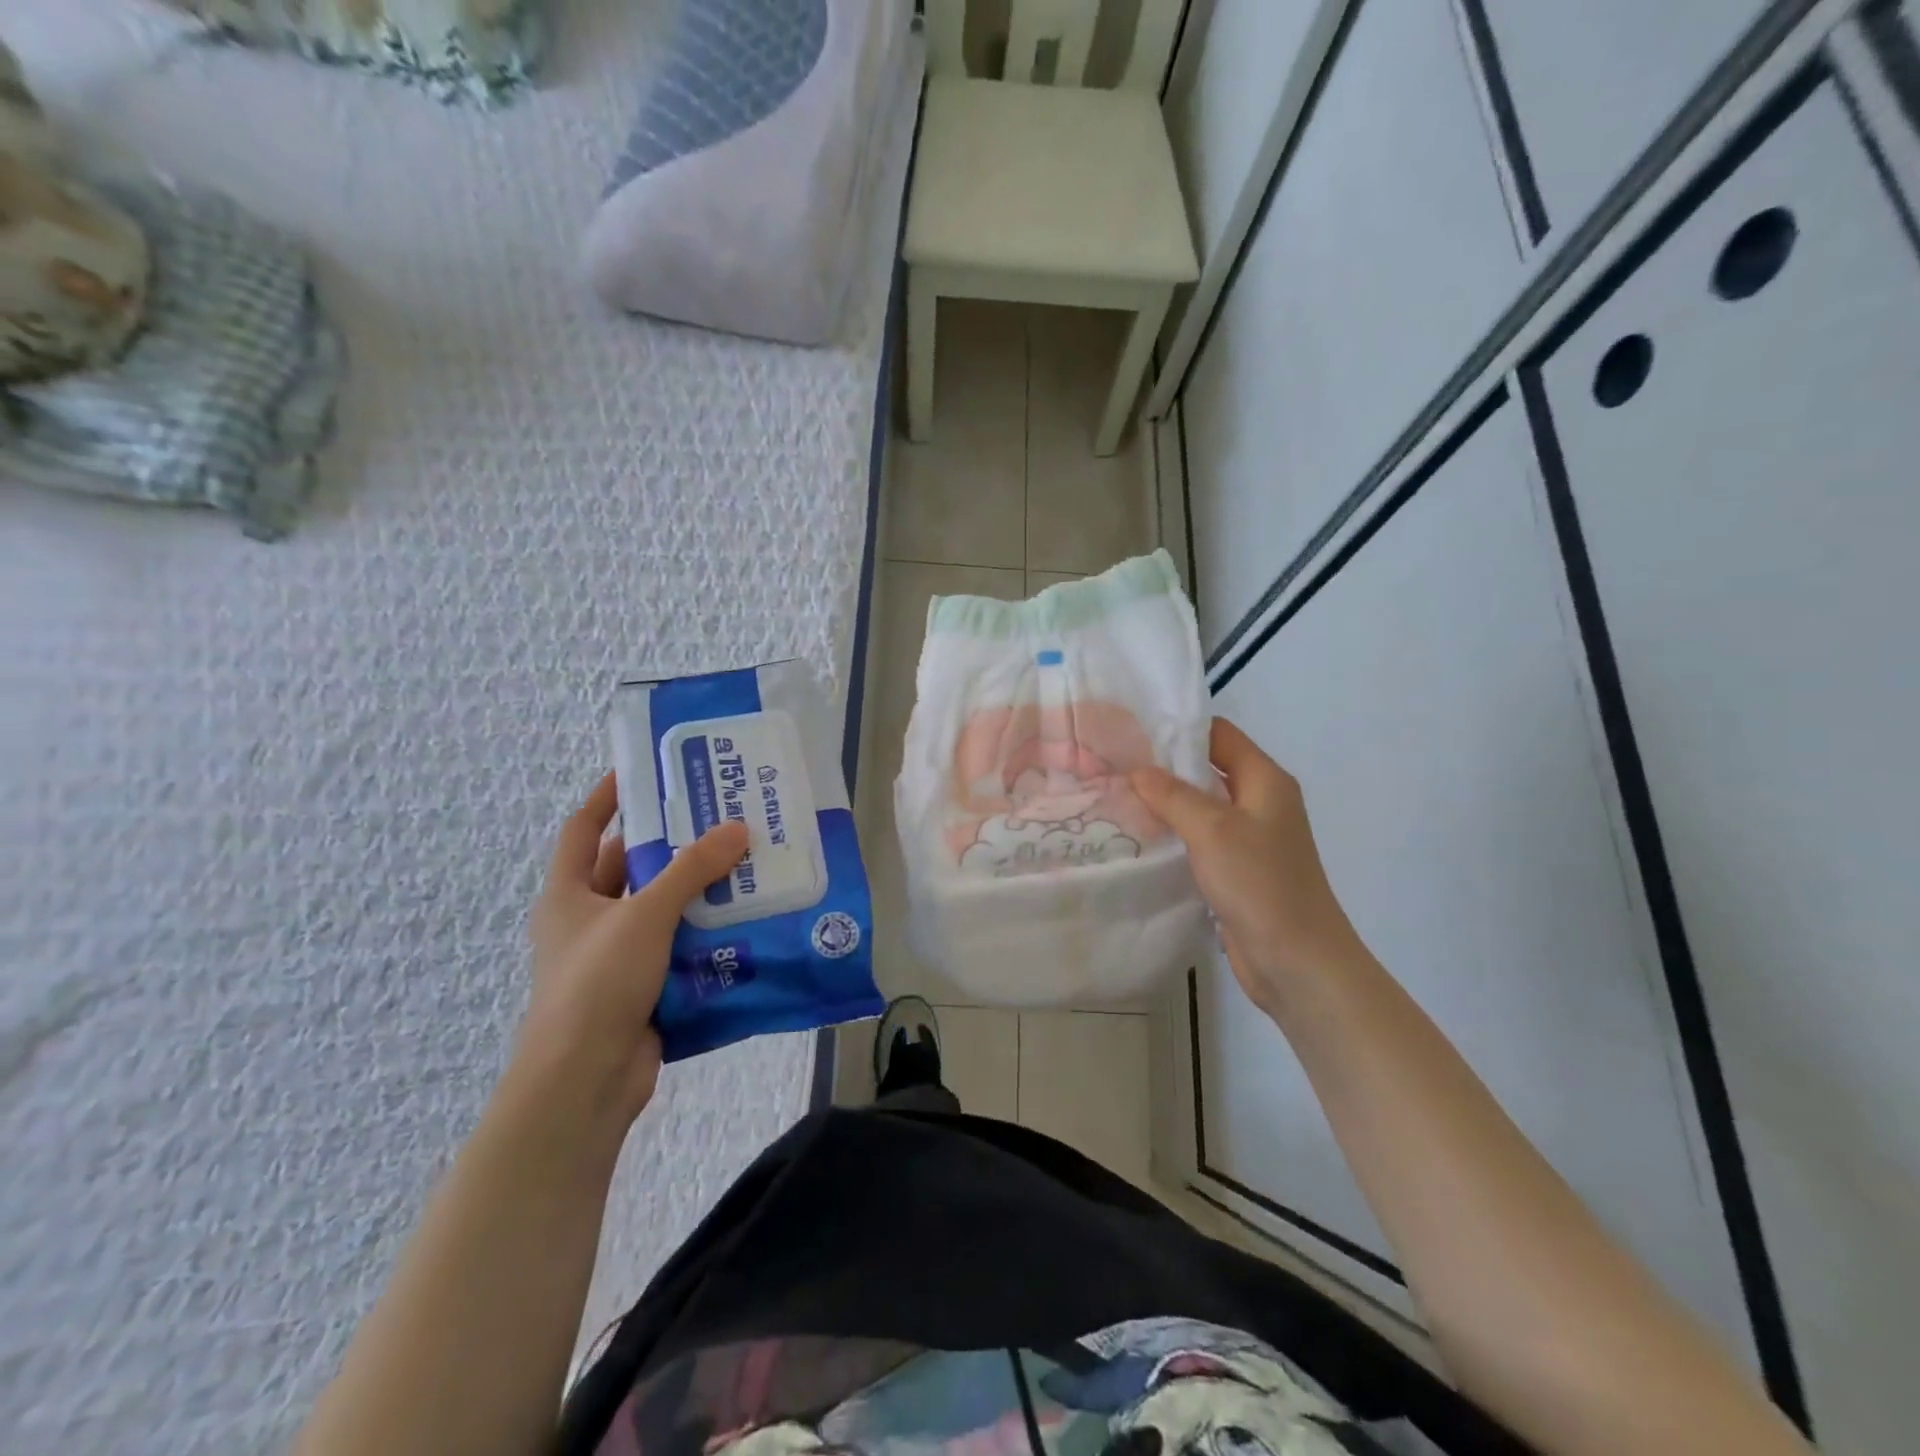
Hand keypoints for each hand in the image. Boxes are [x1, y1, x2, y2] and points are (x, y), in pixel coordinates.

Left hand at [519, 773, 748, 1124]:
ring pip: (659, 909)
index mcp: (568, 894)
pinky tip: (744, 918)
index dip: (608, 797)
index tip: (643, 771)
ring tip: (743, 862)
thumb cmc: (598, 983)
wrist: (584, 1081)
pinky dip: (704, 932)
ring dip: (695, 889)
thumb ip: (691, 870)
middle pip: (629, 867)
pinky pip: (677, 946)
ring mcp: (615, 956)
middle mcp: (588, 920)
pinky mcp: (642, 987)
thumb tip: (737, 828)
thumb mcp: (645, 915)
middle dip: (668, 843)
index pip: (584, 829)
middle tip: (716, 817)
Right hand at [1133, 719, 1362, 1010]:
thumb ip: (1173, 795)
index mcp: (1265, 780)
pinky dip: (1172, 834)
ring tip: (1115, 795)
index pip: (1219, 734)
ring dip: (1164, 802)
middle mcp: (1259, 801)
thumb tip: (1137, 769)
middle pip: (1207, 769)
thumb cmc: (1260, 884)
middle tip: (1113, 763)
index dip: (1179, 728)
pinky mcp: (1236, 869)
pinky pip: (1199, 839)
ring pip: (1200, 806)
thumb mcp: (1213, 830)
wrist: (1298, 961)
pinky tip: (1138, 836)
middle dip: (1163, 766)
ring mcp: (1249, 837)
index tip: (1132, 729)